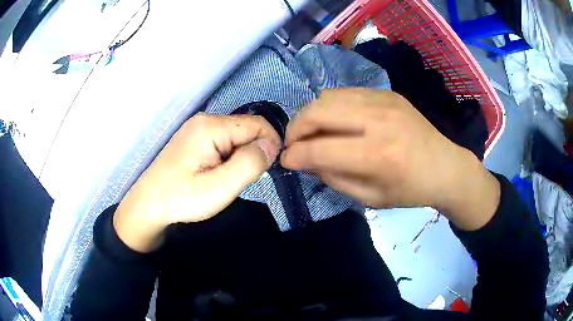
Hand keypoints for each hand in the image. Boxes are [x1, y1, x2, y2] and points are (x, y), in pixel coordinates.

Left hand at [114, 113, 280, 251]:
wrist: (148, 205)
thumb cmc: (181, 198)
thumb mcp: (220, 187)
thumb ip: (249, 164)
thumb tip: (271, 146)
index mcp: (211, 126)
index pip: (257, 124)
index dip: (270, 144)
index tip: (268, 170)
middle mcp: (205, 120)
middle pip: (246, 128)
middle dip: (253, 152)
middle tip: (243, 179)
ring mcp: (197, 128)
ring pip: (236, 136)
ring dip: (241, 156)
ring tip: (228, 179)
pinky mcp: (194, 138)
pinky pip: (223, 142)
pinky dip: (229, 157)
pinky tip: (218, 174)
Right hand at [281, 88, 499, 230]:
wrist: (445, 166)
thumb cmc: (410, 190)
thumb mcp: (370, 198)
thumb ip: (333, 178)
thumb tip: (306, 160)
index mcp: (377, 155)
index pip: (319, 149)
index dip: (294, 155)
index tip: (286, 161)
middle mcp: (378, 120)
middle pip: (318, 111)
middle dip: (295, 128)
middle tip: (293, 143)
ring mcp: (383, 100)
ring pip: (328, 96)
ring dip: (311, 114)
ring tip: (312, 131)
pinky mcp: (387, 92)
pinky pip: (346, 93)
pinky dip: (331, 107)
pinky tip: (336, 121)